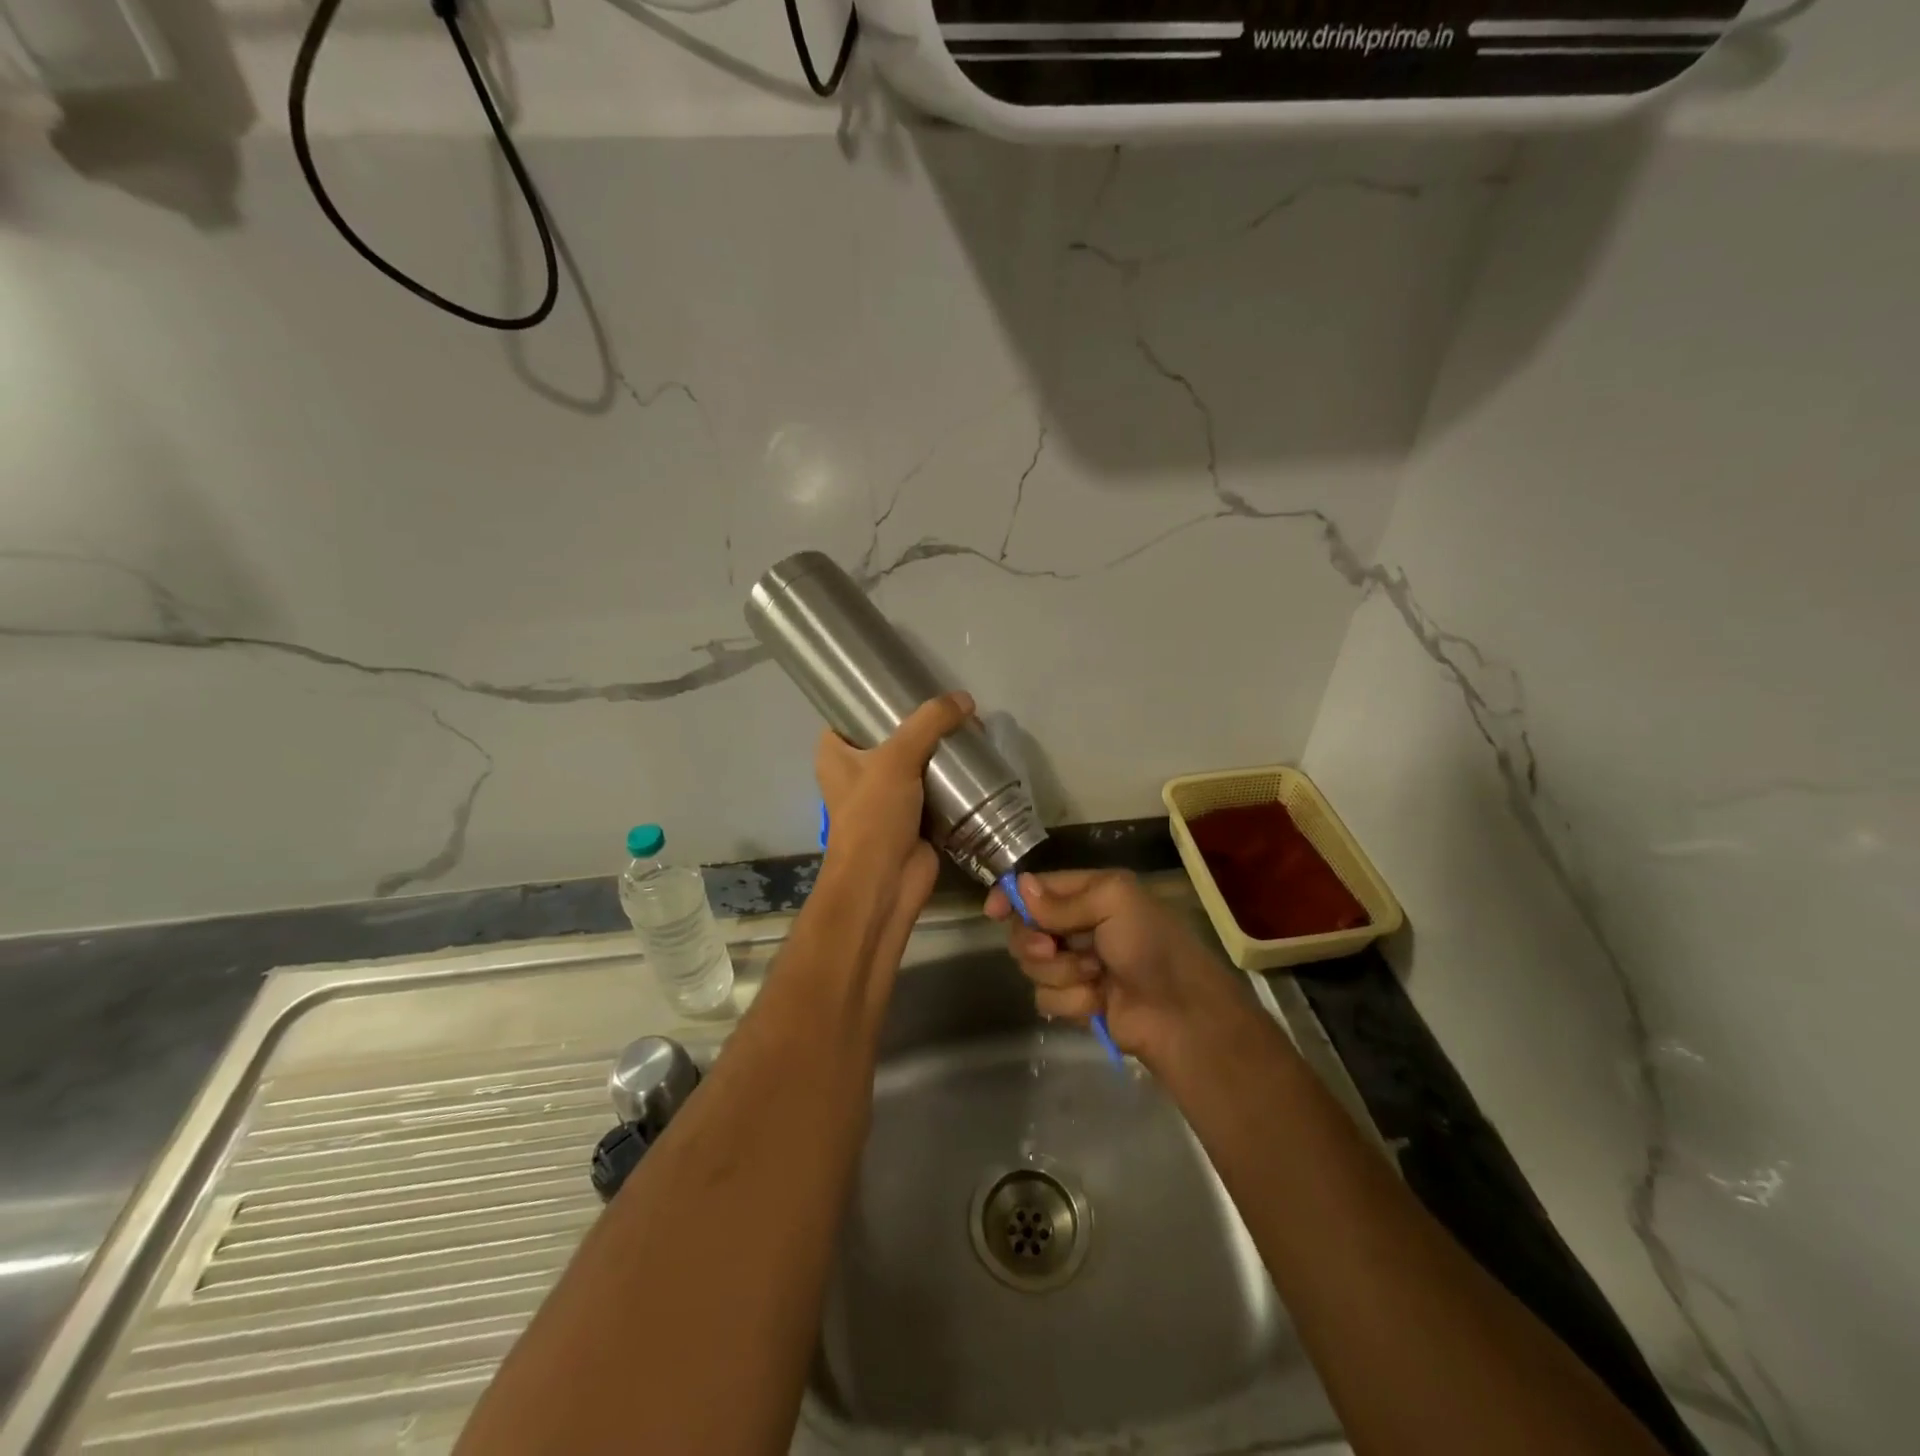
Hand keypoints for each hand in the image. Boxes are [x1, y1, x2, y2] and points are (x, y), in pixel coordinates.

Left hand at [813, 692, 973, 967]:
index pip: (853, 713)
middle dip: (923, 723)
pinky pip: (934, 786)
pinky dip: (952, 778)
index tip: (911, 683)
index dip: (878, 698)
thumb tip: (965, 699)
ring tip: (971, 728)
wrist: (885, 882)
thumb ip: (929, 723)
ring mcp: (886, 794)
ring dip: (941, 750)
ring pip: (917, 760)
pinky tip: (976, 761)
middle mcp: (857, 770)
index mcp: (836, 752)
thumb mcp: (897, 759)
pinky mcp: (913, 815)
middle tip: (955, 707)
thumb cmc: (874, 816)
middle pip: (893, 735)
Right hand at [986, 869, 1244, 1069]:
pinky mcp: (1077, 1002)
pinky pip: (1046, 999)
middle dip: (1036, 942)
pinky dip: (1072, 1001)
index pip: (1038, 888)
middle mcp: (1080, 926)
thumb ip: (1062, 900)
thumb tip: (1019, 887)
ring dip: (1061, 974)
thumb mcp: (1113, 902)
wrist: (1180, 1014)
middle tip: (1053, 949)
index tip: (993, 911)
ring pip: (1033, 967)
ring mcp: (1077, 965)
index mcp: (1091, 893)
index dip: (1012, 897)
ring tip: (1094, 977)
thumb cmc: (1150, 946)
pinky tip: (1098, 1002)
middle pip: (1027, 929)